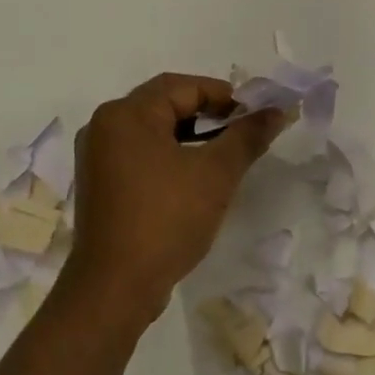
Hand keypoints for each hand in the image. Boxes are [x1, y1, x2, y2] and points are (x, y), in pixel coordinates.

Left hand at [63, 74, 286, 331]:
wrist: (115, 288)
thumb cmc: (166, 220)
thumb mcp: (216, 174)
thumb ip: (248, 136)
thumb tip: (277, 111)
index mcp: (126, 114)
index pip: (183, 86)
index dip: (225, 96)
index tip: (256, 115)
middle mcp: (104, 126)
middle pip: (165, 103)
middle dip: (209, 113)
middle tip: (244, 131)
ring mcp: (97, 157)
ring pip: (154, 130)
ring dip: (191, 135)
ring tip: (226, 154)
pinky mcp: (100, 184)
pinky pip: (141, 153)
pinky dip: (171, 155)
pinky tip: (196, 176)